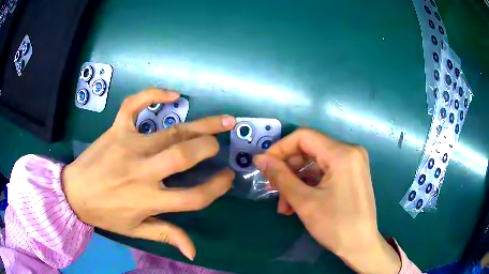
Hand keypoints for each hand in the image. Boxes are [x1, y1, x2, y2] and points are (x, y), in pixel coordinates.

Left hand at [62, 89, 235, 260]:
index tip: (227, 178)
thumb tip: (194, 251)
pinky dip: (154, 95)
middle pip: (186, 156)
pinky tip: (173, 95)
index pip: (194, 196)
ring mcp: (129, 145)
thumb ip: (166, 236)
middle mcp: (143, 171)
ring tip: (223, 120)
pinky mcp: (117, 129)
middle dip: (210, 148)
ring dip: (201, 125)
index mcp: (149, 199)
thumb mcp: (135, 230)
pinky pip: (135, 105)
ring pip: (171, 132)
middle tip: (220, 145)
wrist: (74, 193)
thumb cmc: (105, 213)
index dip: (217, 187)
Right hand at [254, 129, 400, 273]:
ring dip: (296, 181)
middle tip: (273, 189)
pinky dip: (309, 185)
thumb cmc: (335, 225)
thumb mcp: (304, 201)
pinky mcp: (352, 174)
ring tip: (284, 205)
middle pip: (309, 150)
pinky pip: (325, 172)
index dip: (280, 149)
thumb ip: (280, 176)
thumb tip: (259, 159)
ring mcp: (353, 163)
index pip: (303, 137)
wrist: (361, 246)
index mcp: (342, 153)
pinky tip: (297, 204)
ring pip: (315, 163)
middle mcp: (350, 151)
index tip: (264, 166)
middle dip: (288, 170)